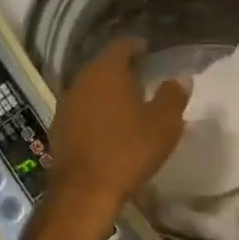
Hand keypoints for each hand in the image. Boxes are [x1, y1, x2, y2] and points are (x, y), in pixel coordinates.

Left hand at [45, 39, 188, 221]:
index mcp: (106, 72)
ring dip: (107, 93)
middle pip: (103, 66)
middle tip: (142, 78)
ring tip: (127, 104)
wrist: (84, 193)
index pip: (121, 46)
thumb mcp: (164, 124)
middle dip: (122, 70)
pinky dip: (95, 113)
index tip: (148, 51)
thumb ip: (173, 96)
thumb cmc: (128, 150)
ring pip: (90, 89)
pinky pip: (81, 111)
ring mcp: (65, 106)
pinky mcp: (57, 130)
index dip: (136, 46)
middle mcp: (81, 81)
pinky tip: (108, 128)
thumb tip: (181, 78)